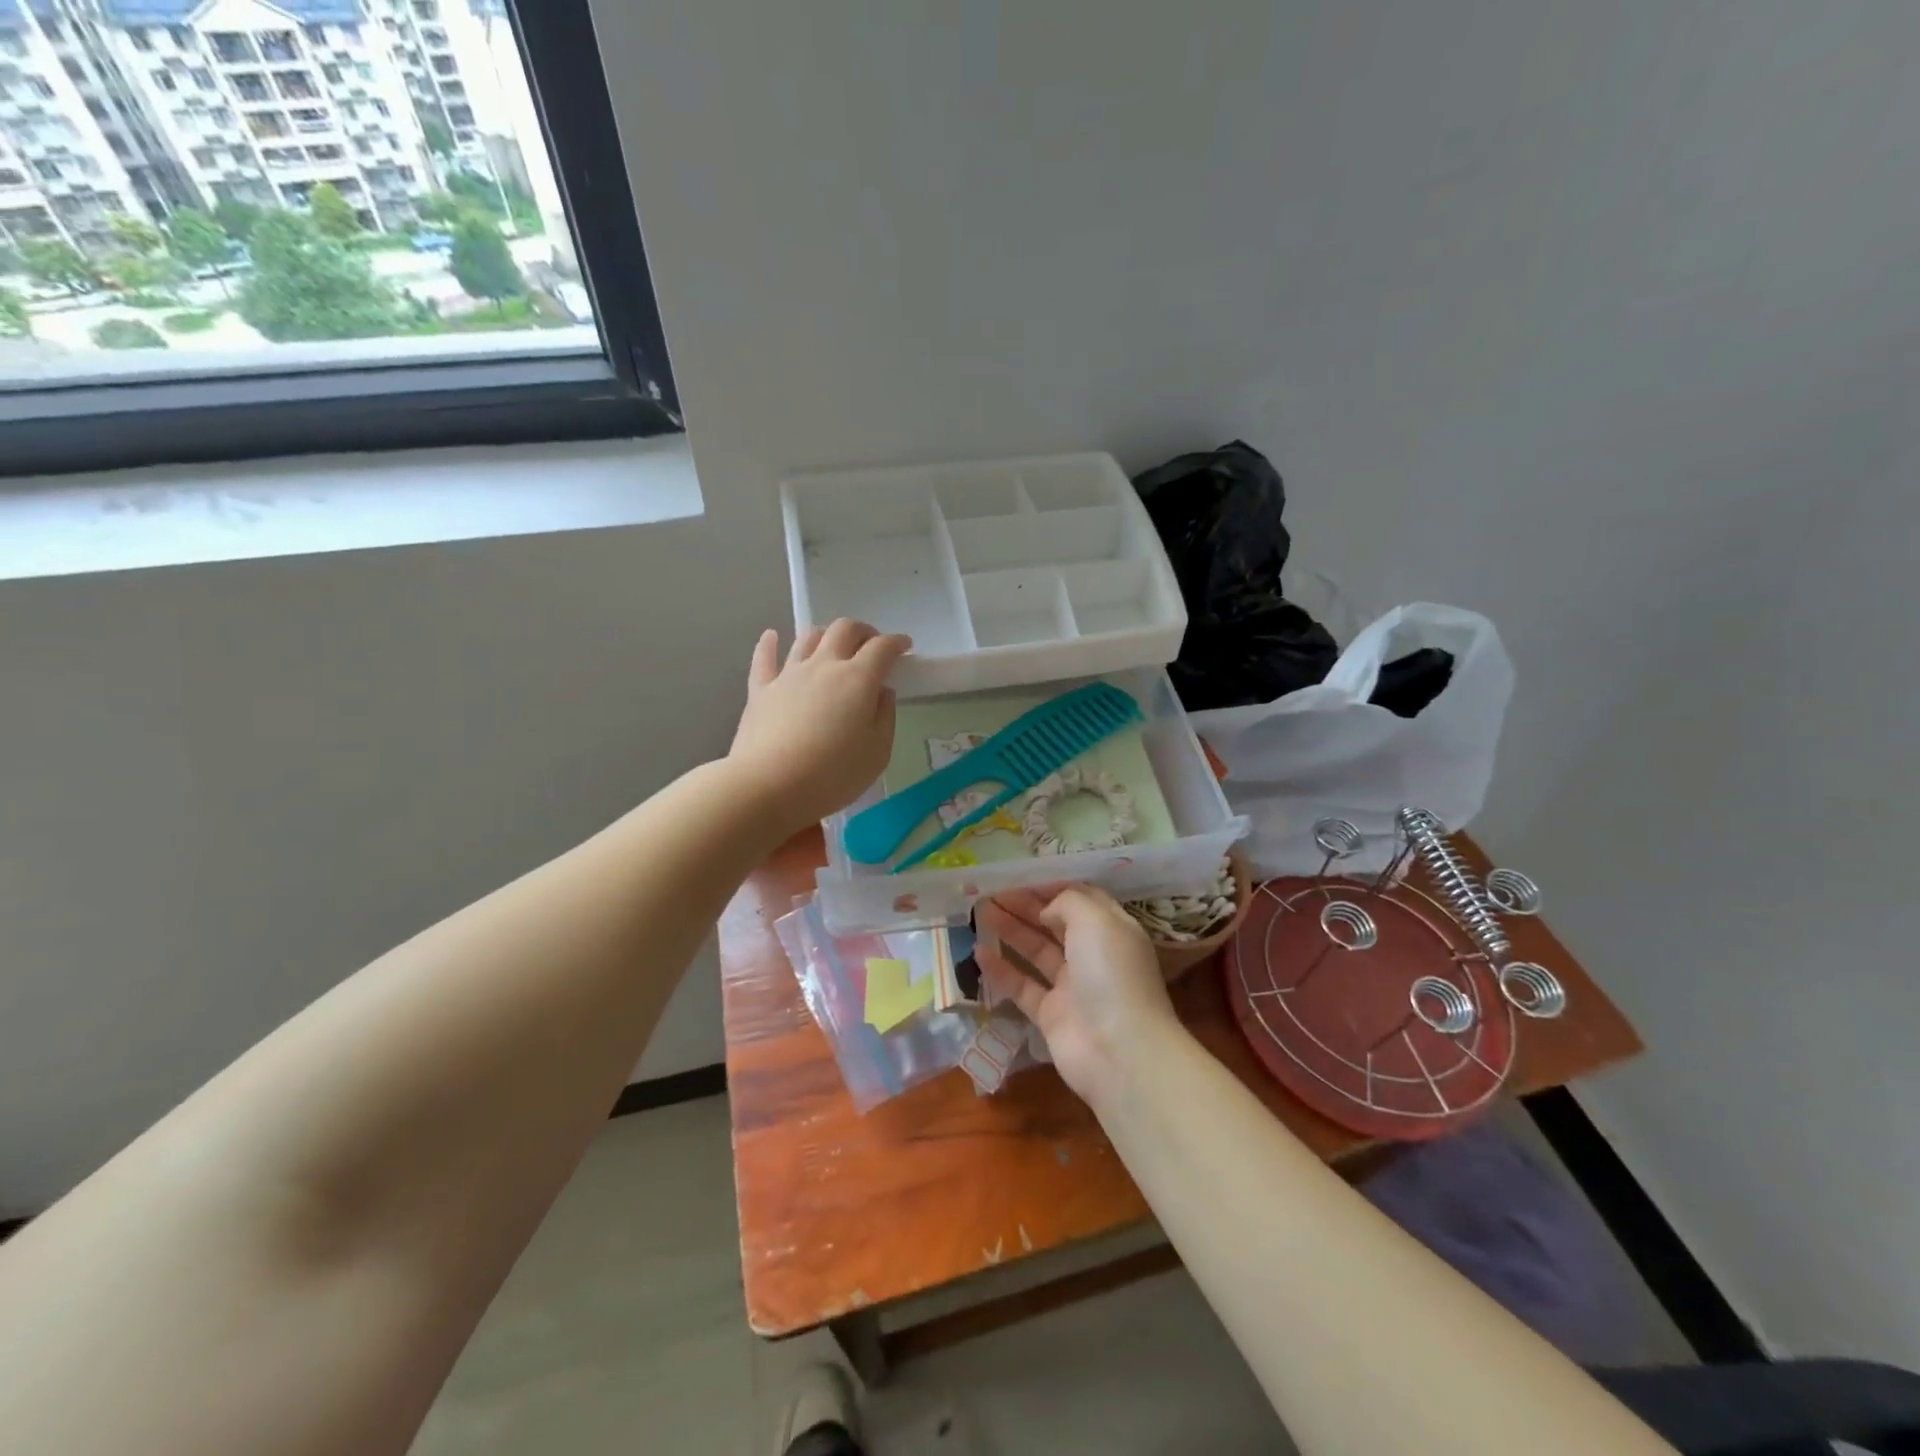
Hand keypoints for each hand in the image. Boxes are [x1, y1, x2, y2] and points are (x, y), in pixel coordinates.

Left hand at [729, 619, 911, 833]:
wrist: (769, 787)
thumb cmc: (832, 775)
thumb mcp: (877, 753)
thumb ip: (885, 717)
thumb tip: (881, 692)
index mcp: (858, 679)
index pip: (882, 648)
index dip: (896, 642)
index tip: (905, 647)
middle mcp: (824, 666)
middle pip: (844, 629)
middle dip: (863, 631)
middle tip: (871, 645)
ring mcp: (789, 674)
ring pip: (808, 638)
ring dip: (826, 635)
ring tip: (833, 647)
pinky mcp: (760, 689)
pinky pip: (764, 657)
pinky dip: (770, 643)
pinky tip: (771, 636)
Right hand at [973, 884, 1183, 1109]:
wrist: (1119, 1051)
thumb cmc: (1111, 973)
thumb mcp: (1095, 920)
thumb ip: (1067, 903)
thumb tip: (1046, 910)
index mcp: (1112, 930)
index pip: (1081, 899)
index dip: (1051, 887)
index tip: (1020, 879)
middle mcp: (1093, 956)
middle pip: (1055, 924)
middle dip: (1025, 906)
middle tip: (990, 893)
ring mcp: (1072, 987)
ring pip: (1036, 952)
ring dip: (1010, 931)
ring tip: (979, 912)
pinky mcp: (1051, 1015)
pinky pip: (1022, 986)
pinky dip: (1001, 970)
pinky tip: (978, 952)